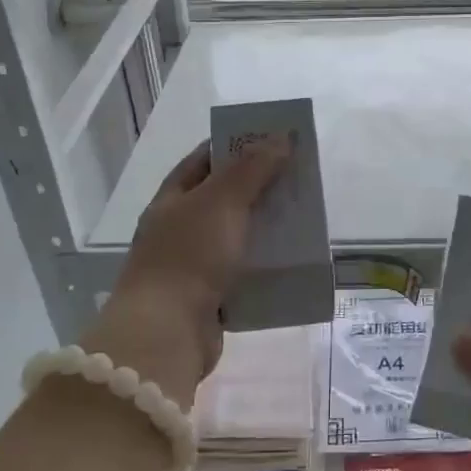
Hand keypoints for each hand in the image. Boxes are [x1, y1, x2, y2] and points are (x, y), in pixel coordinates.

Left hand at [80, 139, 290, 407]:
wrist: (167, 333)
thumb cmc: (189, 256)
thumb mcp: (222, 202)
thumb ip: (252, 169)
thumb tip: (280, 137)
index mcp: (172, 199)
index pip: (204, 159)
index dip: (236, 146)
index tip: (272, 140)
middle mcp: (178, 228)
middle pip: (223, 198)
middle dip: (258, 187)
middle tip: (298, 178)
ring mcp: (192, 264)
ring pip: (235, 236)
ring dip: (264, 228)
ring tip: (302, 217)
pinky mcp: (209, 297)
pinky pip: (242, 272)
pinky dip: (264, 266)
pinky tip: (292, 260)